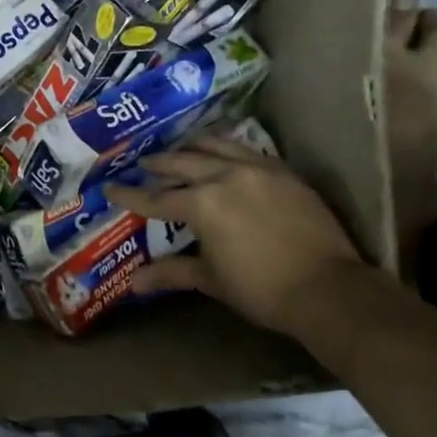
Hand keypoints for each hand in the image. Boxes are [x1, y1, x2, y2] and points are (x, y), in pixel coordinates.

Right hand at [104, 134, 366, 334]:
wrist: (327, 288)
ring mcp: (258, 170)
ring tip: (180, 149)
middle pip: (182, 163)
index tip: (109, 187)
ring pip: (216, 146)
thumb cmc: (260, 289)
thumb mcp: (210, 279)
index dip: (129, 195)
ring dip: (192, 147)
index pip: (155, 198)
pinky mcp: (284, 172)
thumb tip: (133, 283)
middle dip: (159, 164)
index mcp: (201, 204)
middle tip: (143, 164)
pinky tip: (224, 154)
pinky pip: (247, 151)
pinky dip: (227, 149)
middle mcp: (225, 176)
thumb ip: (171, 272)